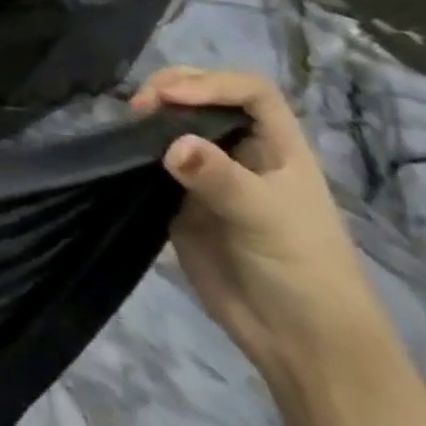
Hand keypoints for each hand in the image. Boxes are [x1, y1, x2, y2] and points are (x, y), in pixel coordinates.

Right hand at [130, 68, 388, 390]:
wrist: (299, 343)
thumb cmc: (305, 271)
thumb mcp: (268, 218)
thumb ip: (220, 178)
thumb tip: (171, 146)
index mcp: (278, 147)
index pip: (249, 91)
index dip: (210, 83)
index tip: (171, 97)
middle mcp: (241, 151)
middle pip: (206, 98)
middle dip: (172, 89)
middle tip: (139, 105)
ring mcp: (209, 175)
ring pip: (175, 125)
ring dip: (150, 115)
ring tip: (126, 122)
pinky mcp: (181, 200)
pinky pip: (154, 161)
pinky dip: (135, 148)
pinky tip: (120, 148)